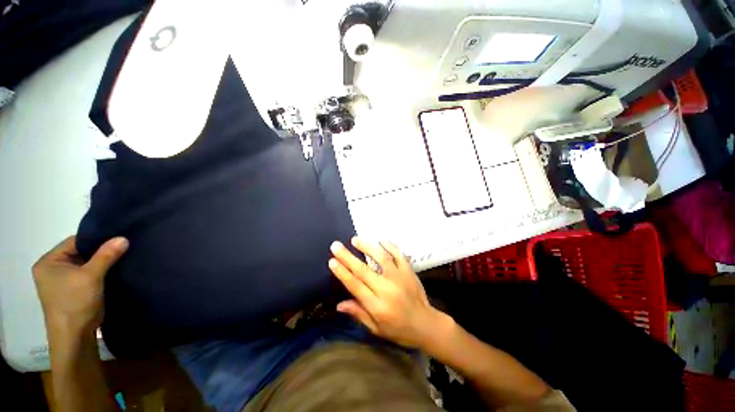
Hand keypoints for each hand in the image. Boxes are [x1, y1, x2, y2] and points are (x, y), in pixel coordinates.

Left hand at [33, 236, 127, 335]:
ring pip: (85, 265)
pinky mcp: (73, 291)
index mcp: (48, 262)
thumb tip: (123, 238)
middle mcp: (52, 269)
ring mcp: (62, 281)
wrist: (75, 336)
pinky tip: (113, 271)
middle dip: (100, 252)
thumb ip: (106, 255)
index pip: (74, 242)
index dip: (95, 240)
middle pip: (80, 253)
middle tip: (122, 248)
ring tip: (120, 259)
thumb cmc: (75, 302)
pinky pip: (87, 275)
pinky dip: (100, 273)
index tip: (117, 239)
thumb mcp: (91, 276)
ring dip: (101, 263)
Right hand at [329, 237, 445, 348]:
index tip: (332, 261)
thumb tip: (339, 304)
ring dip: (367, 247)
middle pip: (363, 270)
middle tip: (336, 245)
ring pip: (381, 257)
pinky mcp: (409, 271)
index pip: (355, 286)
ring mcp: (399, 277)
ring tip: (355, 239)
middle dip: (347, 256)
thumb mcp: (376, 328)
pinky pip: (399, 254)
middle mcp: (387, 289)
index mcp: (377, 306)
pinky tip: (381, 241)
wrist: (426, 324)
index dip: (342, 272)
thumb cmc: (398, 329)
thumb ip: (358, 314)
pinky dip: (390, 246)